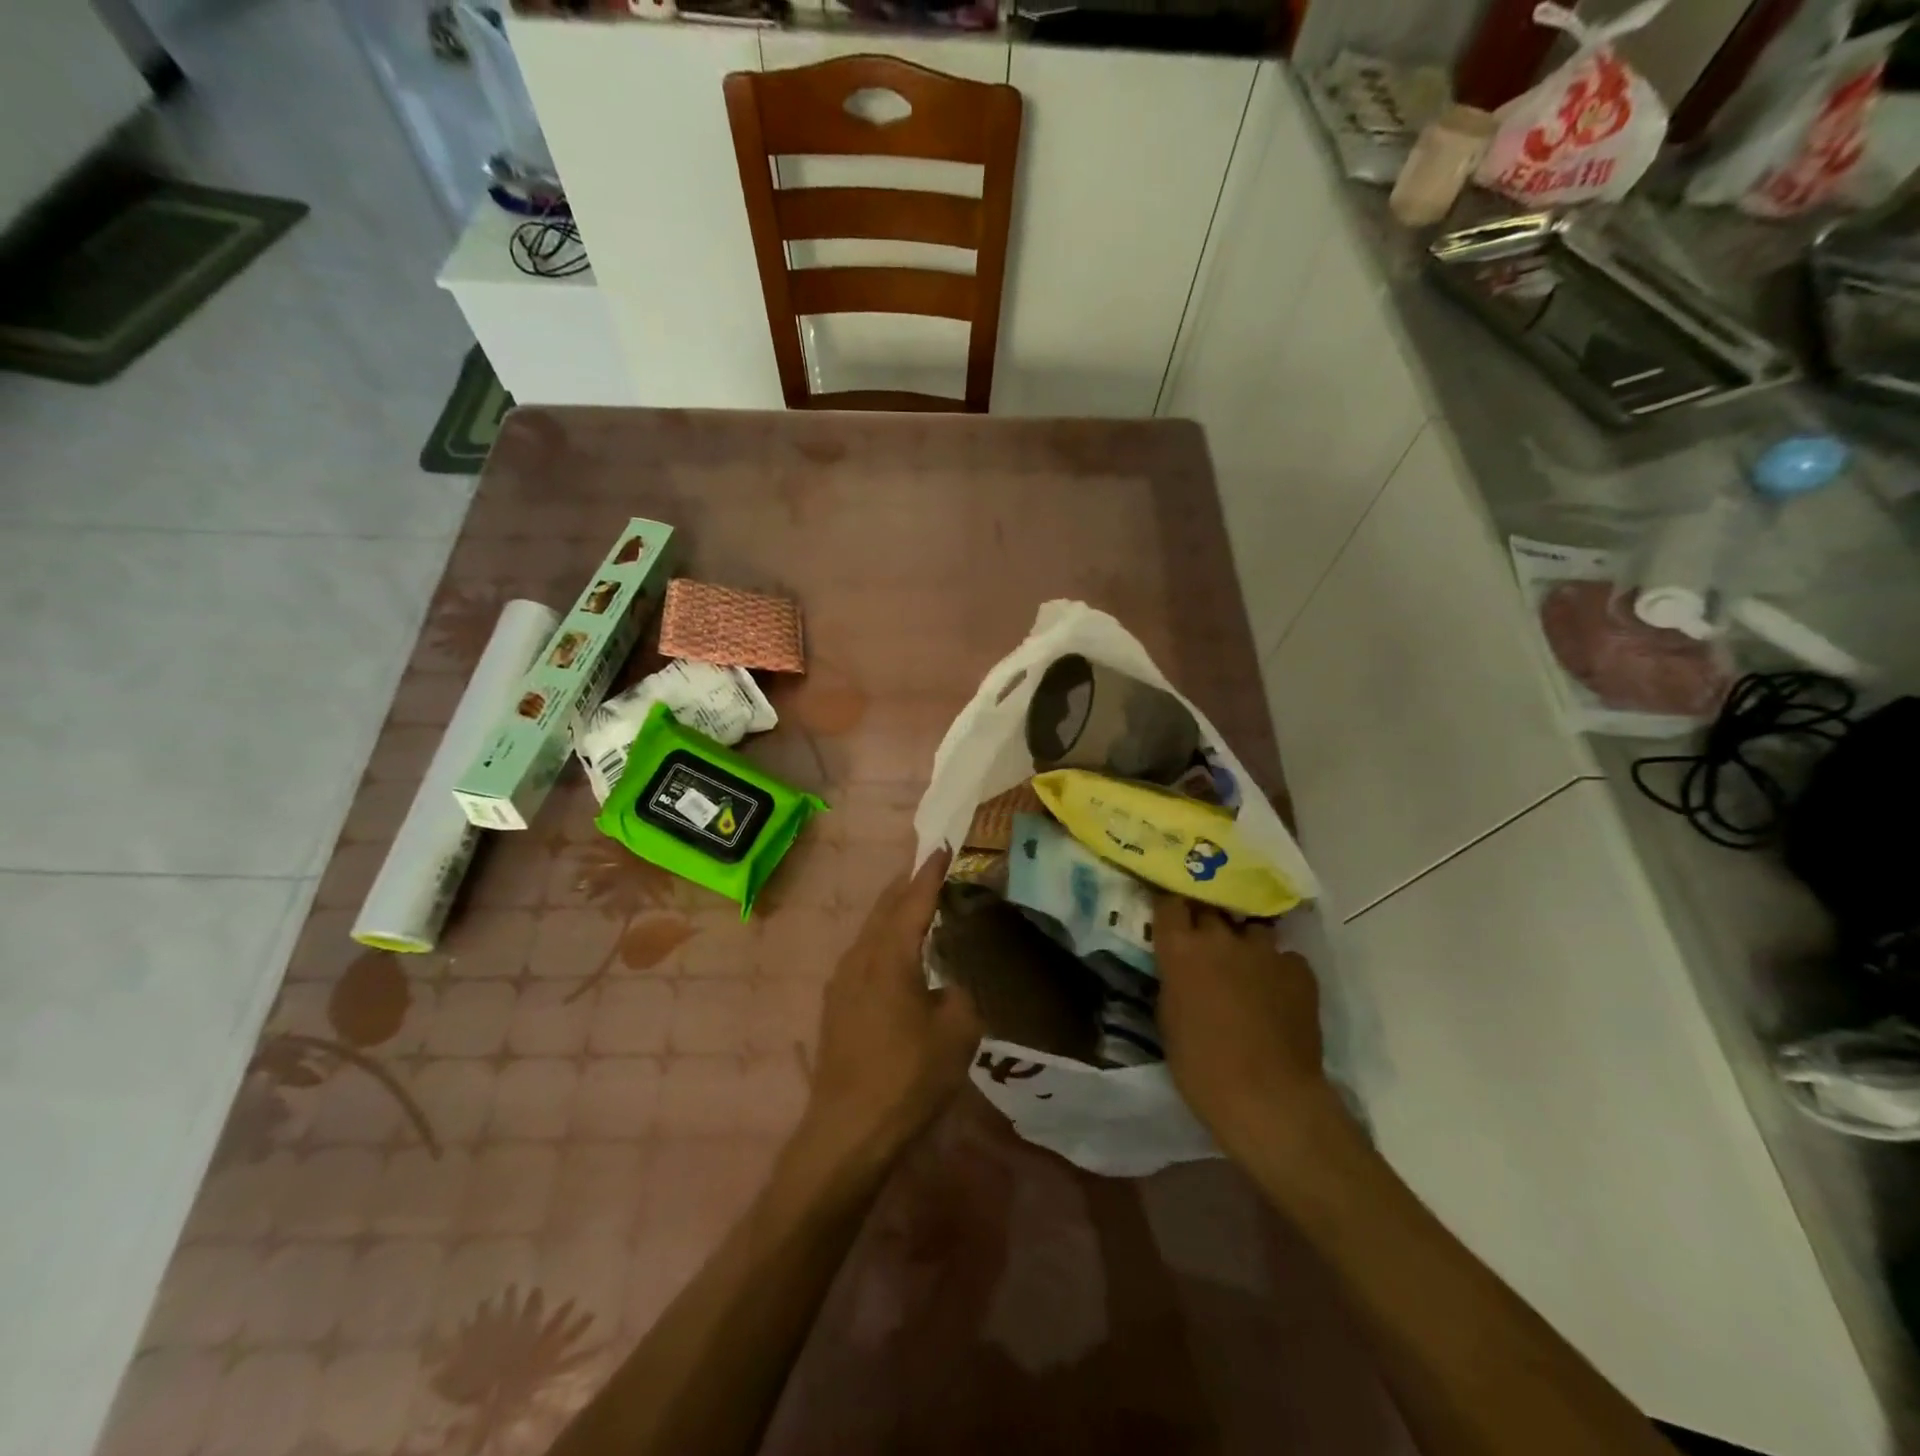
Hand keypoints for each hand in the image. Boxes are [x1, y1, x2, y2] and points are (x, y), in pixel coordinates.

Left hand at [804, 850, 981, 1159]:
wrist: (847, 1129)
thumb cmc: (907, 1076)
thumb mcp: (958, 1032)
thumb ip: (963, 993)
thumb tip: (953, 983)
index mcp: (890, 954)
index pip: (914, 900)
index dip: (930, 872)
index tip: (942, 846)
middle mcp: (860, 956)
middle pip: (885, 907)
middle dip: (907, 885)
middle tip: (930, 868)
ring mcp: (842, 980)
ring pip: (871, 931)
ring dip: (894, 912)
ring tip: (916, 904)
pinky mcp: (836, 1004)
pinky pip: (863, 954)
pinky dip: (884, 939)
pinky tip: (896, 954)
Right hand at [1154, 895, 1335, 1162]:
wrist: (1269, 1098)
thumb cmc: (1201, 1066)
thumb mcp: (1168, 1018)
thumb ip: (1173, 980)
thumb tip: (1179, 968)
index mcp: (1180, 948)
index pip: (1168, 901)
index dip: (1169, 905)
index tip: (1167, 912)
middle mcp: (1221, 937)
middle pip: (1210, 908)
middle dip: (1205, 919)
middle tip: (1203, 941)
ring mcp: (1264, 950)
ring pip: (1250, 929)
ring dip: (1243, 942)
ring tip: (1244, 965)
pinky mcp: (1299, 969)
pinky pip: (1283, 957)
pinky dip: (1276, 968)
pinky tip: (1276, 992)